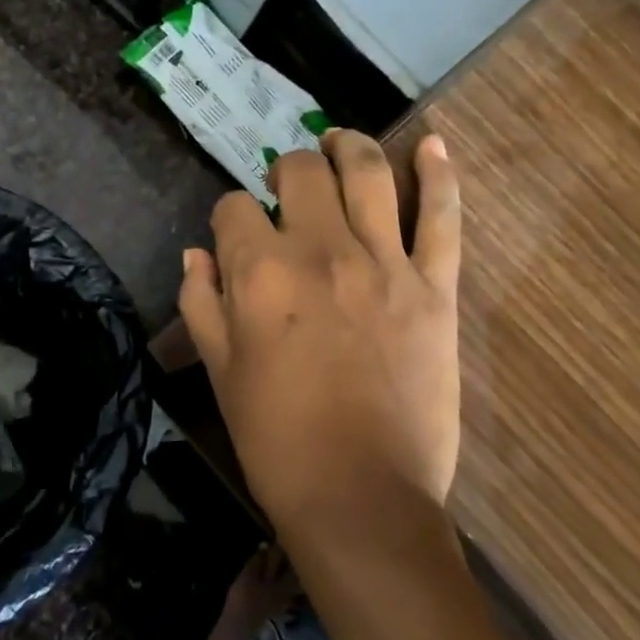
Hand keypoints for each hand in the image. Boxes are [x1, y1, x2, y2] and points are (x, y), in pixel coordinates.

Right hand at [178, 130, 461, 538]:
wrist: (362, 498)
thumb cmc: (277, 441)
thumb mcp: (220, 372)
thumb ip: (201, 303)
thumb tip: (197, 254)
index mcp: (260, 272)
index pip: (233, 208)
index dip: (229, 216)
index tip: (235, 235)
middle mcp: (320, 250)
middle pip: (301, 172)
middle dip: (285, 170)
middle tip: (287, 188)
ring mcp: (385, 263)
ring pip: (368, 173)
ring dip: (351, 147)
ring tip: (342, 141)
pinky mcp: (434, 287)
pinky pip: (442, 218)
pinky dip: (439, 175)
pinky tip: (432, 144)